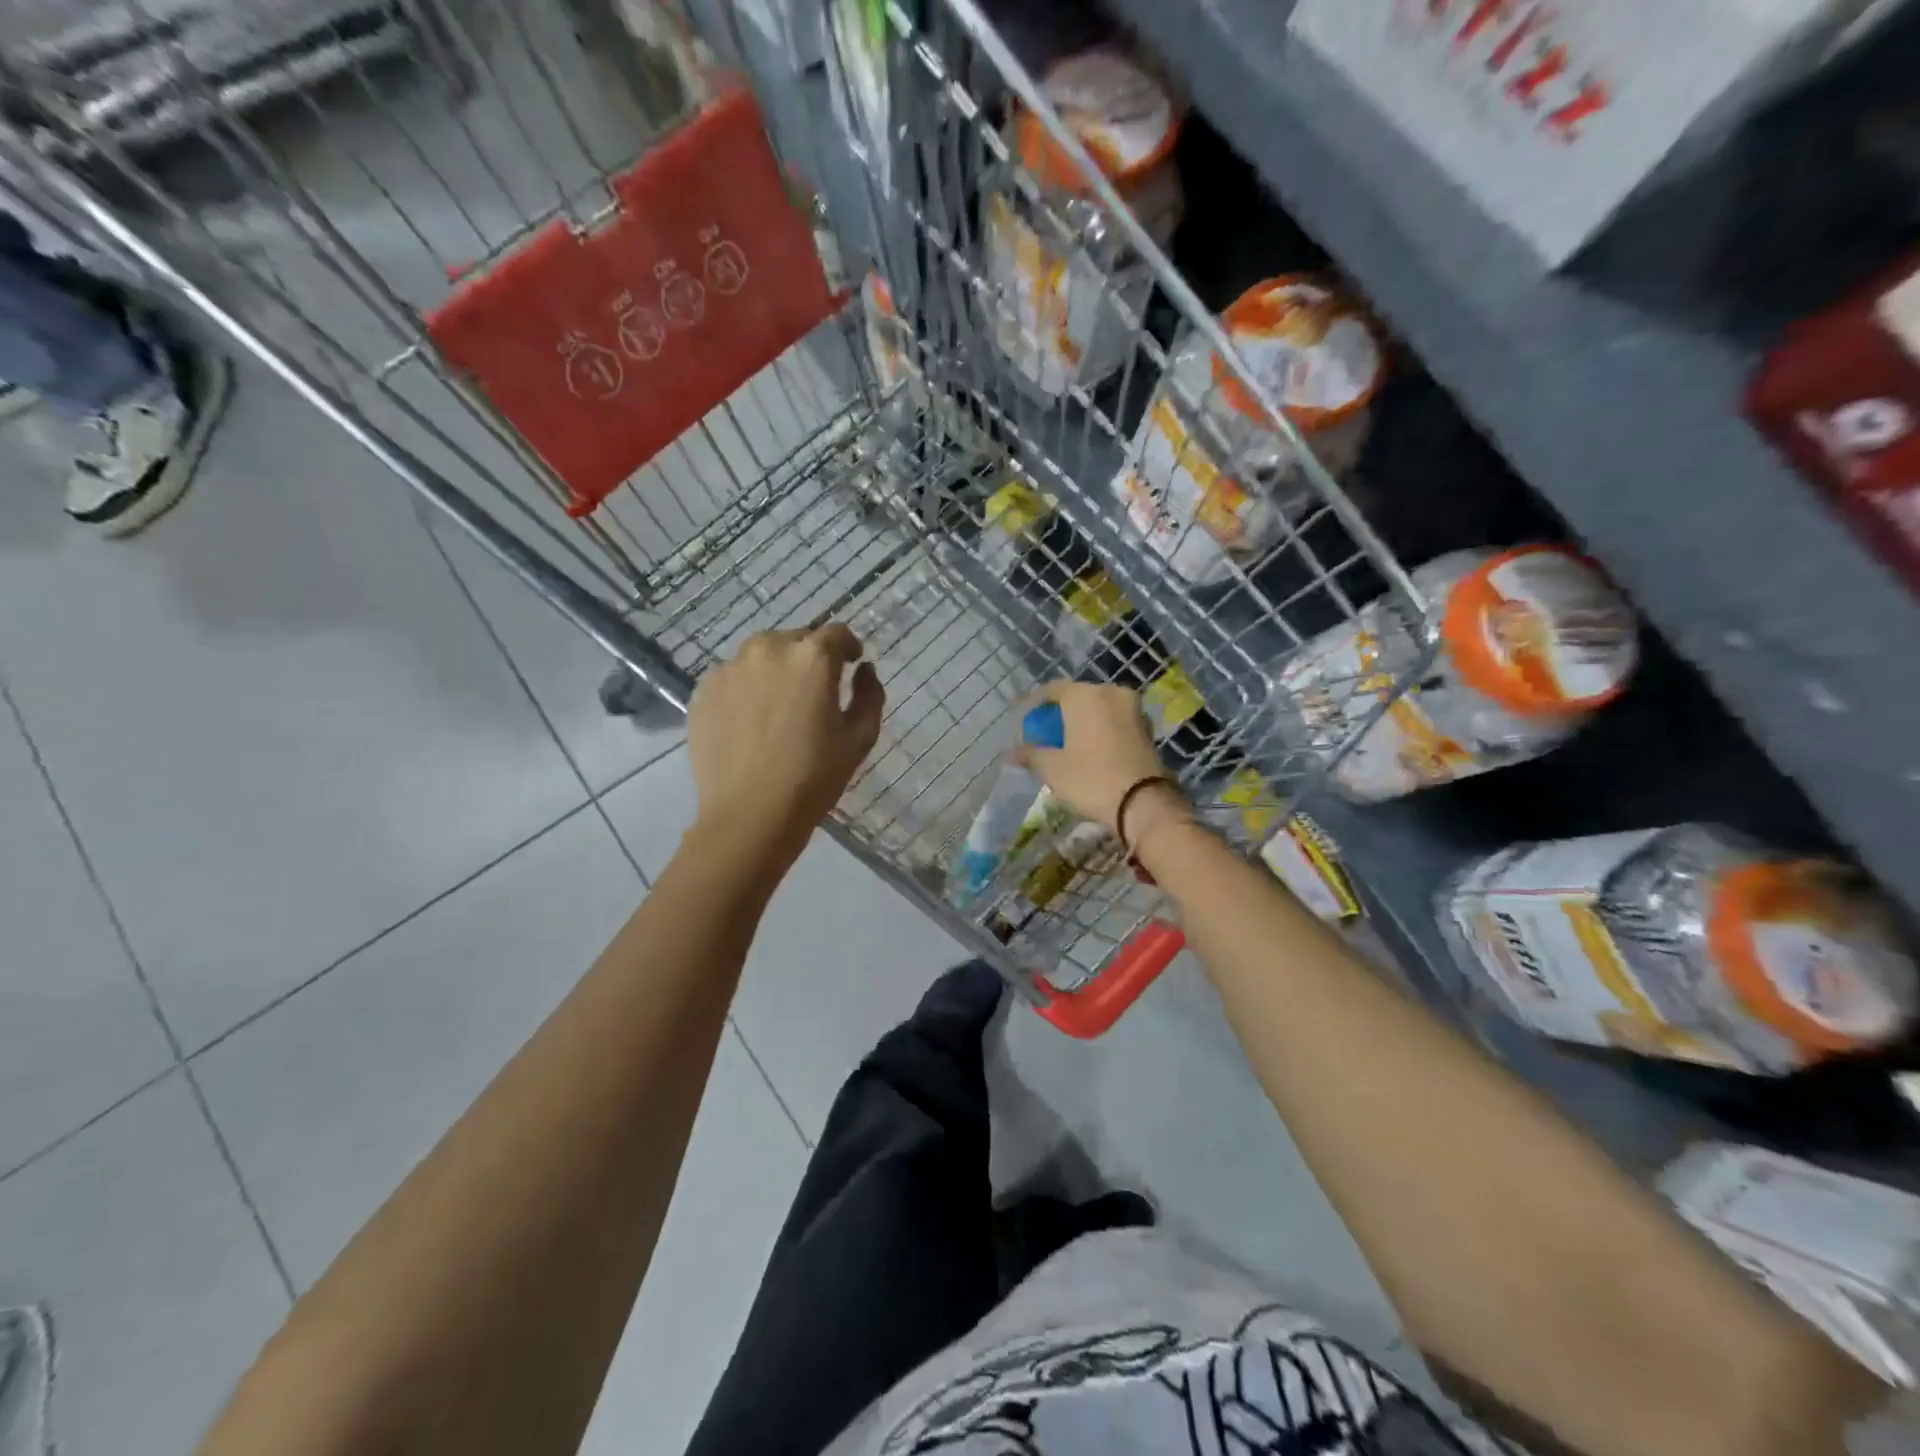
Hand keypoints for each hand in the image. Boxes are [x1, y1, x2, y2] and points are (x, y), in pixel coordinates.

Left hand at [687, 625, 883, 863]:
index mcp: (811, 657)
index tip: (851, 666)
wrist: (749, 815)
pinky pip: (733, 678)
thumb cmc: (814, 777)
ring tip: (779, 704)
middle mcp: (767, 650)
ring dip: (776, 669)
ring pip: (761, 655)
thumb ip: (869, 693)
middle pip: (796, 639)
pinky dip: (746, 688)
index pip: (837, 634)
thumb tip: (863, 669)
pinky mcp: (703, 691)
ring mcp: (729, 669)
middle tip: (815, 692)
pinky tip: (751, 721)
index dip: (848, 648)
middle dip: (810, 658)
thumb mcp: (860, 737)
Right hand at [1013, 680, 1178, 837]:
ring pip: (1098, 708)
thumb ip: (1029, 753)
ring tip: (1065, 739)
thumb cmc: (1090, 778)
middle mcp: (1110, 693)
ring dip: (1081, 720)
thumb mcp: (1052, 768)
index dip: (1032, 702)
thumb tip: (1011, 751)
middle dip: (1058, 712)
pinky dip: (1099, 728)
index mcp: (1084, 695)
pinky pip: (1114, 720)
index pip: (1051, 689)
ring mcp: (1132, 709)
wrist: (1142, 802)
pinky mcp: (1146, 727)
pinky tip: (1090, 747)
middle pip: (1076, 696)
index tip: (1020, 714)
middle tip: (1043, 729)